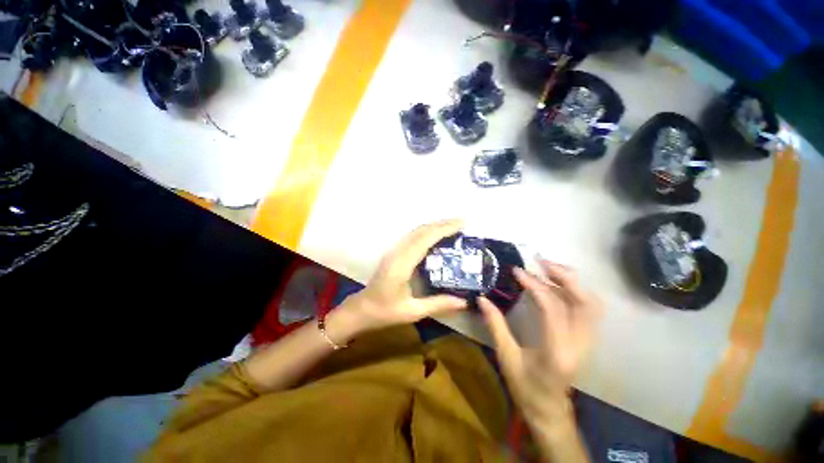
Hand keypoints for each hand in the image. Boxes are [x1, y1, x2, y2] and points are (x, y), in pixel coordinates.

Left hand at [339, 220, 467, 335]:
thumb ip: (438, 304)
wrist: (362, 308)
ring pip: (416, 231)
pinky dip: (427, 231)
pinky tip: (436, 235)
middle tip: (462, 222)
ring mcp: (394, 250)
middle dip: (442, 224)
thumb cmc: (385, 312)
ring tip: (452, 226)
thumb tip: (464, 302)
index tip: (461, 224)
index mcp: (402, 264)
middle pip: (421, 231)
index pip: (425, 240)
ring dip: (434, 226)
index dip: (444, 229)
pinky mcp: (394, 252)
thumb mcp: (412, 312)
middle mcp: (397, 252)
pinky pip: (412, 236)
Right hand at [478, 261, 602, 425]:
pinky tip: (555, 284)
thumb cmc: (525, 387)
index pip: (553, 309)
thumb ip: (495, 325)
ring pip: (591, 304)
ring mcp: (587, 342)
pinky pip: (587, 309)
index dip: (535, 285)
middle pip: (585, 303)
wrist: (549, 410)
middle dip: (564, 277)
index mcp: (556, 352)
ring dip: (572, 282)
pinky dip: (574, 291)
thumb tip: (482, 298)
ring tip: (548, 268)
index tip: (518, 271)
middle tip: (541, 262)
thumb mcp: (506, 357)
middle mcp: (579, 345)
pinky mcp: (586, 339)